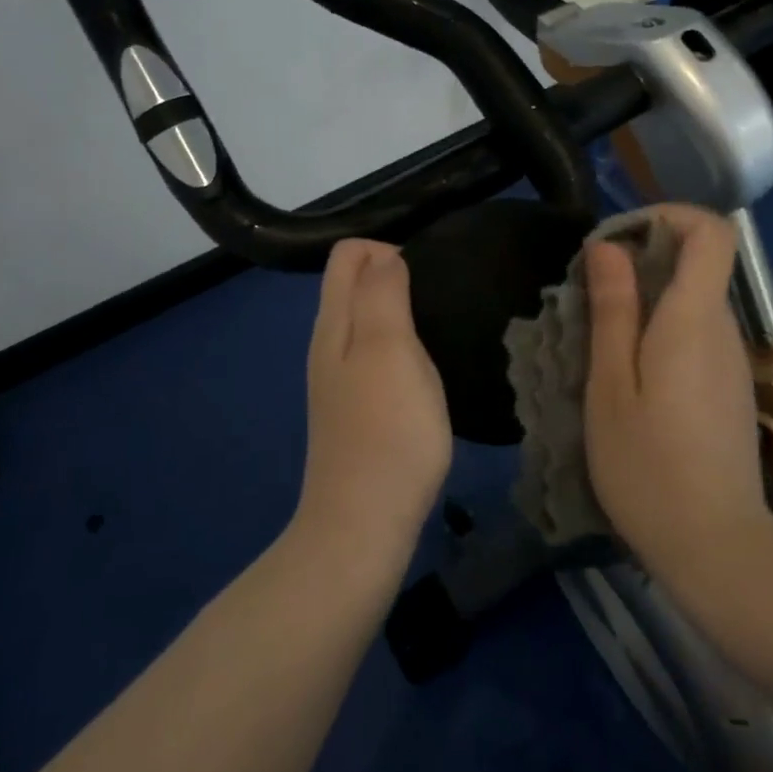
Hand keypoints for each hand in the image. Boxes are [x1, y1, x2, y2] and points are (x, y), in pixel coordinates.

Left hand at [294, 240, 453, 559]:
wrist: (364, 522)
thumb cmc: (386, 429)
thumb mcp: (389, 348)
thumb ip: (383, 294)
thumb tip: (386, 256)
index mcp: (334, 322)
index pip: (347, 254)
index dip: (387, 249)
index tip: (429, 276)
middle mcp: (329, 343)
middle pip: (354, 284)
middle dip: (395, 274)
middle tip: (443, 299)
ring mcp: (341, 379)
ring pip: (366, 320)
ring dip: (401, 311)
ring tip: (442, 328)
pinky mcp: (358, 409)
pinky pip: (376, 354)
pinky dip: (402, 346)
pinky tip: (428, 369)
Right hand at [583, 205, 770, 578]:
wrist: (715, 549)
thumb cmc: (648, 466)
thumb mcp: (610, 385)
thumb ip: (613, 309)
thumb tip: (609, 245)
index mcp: (694, 319)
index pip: (711, 231)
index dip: (666, 216)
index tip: (616, 241)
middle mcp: (723, 329)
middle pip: (697, 262)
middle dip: (642, 259)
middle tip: (589, 294)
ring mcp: (731, 360)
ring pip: (693, 299)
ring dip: (646, 297)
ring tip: (598, 336)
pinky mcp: (728, 387)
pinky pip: (696, 332)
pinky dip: (660, 329)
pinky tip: (627, 372)